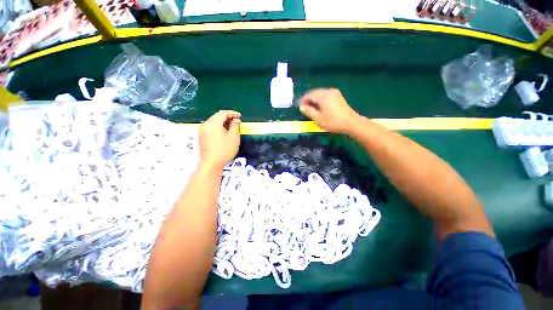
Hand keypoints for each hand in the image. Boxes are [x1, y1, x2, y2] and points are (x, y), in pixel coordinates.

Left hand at [199, 110, 240, 169]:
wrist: (211, 164)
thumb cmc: (224, 150)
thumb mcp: (234, 137)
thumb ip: (235, 126)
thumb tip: (235, 120)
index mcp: (213, 123)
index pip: (223, 113)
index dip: (232, 113)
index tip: (240, 116)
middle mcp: (206, 125)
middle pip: (217, 116)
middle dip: (227, 117)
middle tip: (237, 121)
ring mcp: (202, 131)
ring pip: (214, 122)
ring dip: (223, 122)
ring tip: (232, 127)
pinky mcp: (202, 137)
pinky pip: (211, 128)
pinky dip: (218, 127)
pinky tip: (224, 133)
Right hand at [299, 88, 360, 134]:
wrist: (351, 123)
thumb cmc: (333, 122)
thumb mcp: (318, 119)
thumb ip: (309, 111)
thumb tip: (301, 107)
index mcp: (323, 96)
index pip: (309, 95)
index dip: (303, 101)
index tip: (299, 107)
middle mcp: (328, 91)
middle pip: (314, 93)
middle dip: (308, 99)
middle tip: (304, 108)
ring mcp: (334, 93)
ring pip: (320, 93)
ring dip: (314, 99)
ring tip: (311, 108)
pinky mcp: (338, 96)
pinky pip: (325, 95)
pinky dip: (320, 99)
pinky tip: (319, 107)